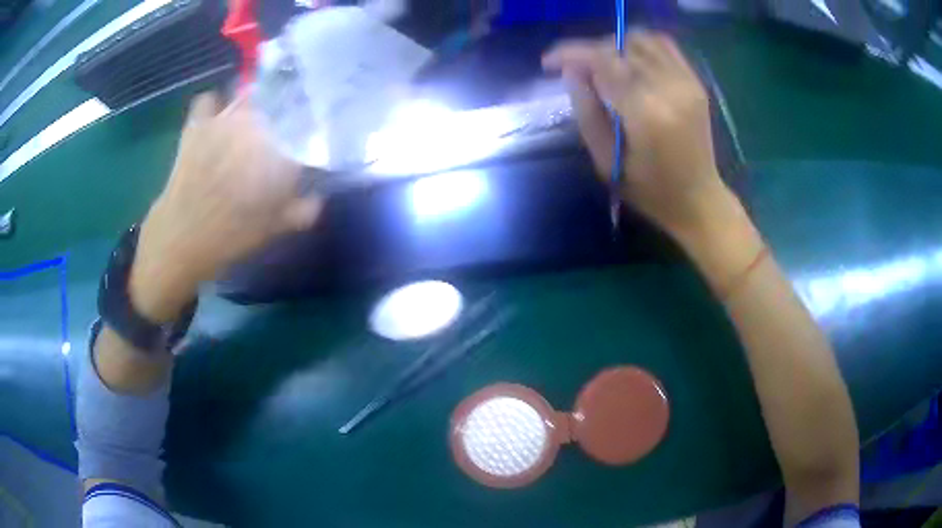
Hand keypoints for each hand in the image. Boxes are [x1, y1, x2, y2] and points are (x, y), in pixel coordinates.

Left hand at [130, 92, 322, 320]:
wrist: (180, 237)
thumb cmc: (229, 237)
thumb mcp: (272, 230)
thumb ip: (301, 211)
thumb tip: (317, 199)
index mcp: (279, 153)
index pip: (304, 136)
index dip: (304, 145)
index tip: (297, 161)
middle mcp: (256, 127)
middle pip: (277, 110)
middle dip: (279, 124)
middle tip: (270, 146)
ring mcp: (224, 120)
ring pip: (247, 98)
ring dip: (250, 108)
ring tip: (247, 126)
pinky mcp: (198, 125)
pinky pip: (207, 100)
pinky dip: (212, 106)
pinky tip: (215, 119)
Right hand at [543, 32, 732, 239]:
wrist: (699, 200)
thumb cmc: (650, 191)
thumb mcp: (606, 161)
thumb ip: (586, 111)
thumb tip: (571, 71)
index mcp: (645, 113)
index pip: (601, 60)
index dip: (570, 54)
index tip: (548, 63)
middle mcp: (668, 88)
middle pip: (619, 47)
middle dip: (589, 52)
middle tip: (574, 70)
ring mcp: (686, 82)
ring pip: (641, 40)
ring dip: (614, 46)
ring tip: (602, 65)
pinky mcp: (695, 82)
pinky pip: (664, 45)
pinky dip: (641, 45)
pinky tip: (630, 59)